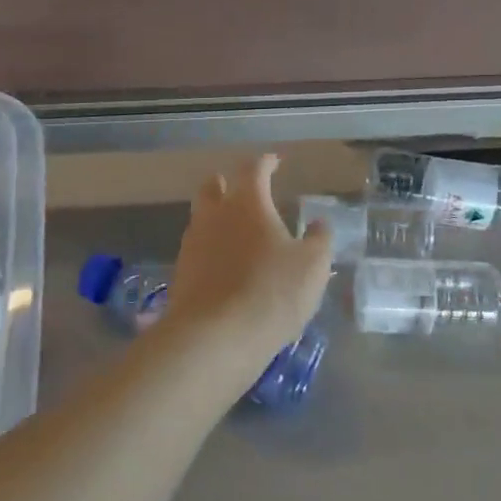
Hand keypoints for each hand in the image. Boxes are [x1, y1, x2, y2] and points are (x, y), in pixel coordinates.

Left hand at [163, 156, 332, 387]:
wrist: (215, 338)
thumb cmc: (272, 292)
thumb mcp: (312, 265)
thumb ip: (319, 239)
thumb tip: (318, 224)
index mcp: (246, 203)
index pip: (253, 169)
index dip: (265, 163)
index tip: (274, 162)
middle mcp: (213, 215)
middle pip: (213, 187)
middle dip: (228, 184)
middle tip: (244, 191)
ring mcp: (192, 245)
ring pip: (201, 218)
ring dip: (217, 218)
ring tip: (237, 232)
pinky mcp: (181, 275)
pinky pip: (197, 250)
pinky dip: (211, 250)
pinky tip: (226, 266)